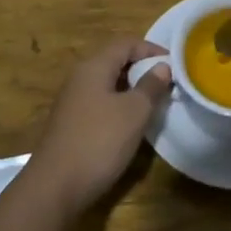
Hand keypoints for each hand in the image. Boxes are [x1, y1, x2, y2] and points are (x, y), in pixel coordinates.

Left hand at [27, 38, 170, 213]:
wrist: (55, 187)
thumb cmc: (99, 142)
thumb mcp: (133, 113)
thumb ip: (150, 86)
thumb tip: (162, 67)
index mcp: (93, 67)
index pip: (126, 43)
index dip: (151, 49)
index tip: (175, 63)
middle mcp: (80, 77)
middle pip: (114, 60)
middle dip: (142, 68)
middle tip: (167, 83)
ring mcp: (72, 101)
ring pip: (107, 83)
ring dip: (131, 88)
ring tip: (154, 103)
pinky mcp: (71, 123)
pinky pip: (100, 102)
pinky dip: (119, 105)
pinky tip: (130, 123)